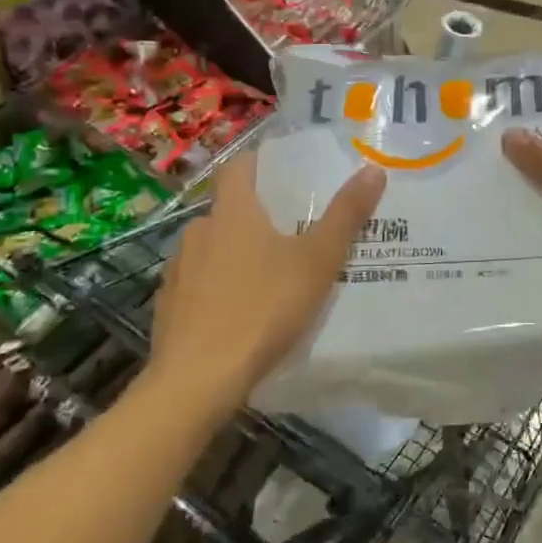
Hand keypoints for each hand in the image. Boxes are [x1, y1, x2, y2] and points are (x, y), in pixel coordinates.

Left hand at [148, 151, 384, 410]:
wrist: (196, 381)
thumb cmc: (262, 309)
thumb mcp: (317, 262)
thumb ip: (345, 216)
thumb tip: (373, 169)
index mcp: (232, 213)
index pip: (239, 166)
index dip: (261, 162)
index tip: (288, 170)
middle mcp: (198, 231)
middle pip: (230, 209)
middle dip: (259, 214)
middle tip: (296, 230)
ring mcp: (178, 270)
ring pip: (213, 247)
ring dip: (238, 252)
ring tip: (272, 274)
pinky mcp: (169, 306)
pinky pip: (199, 283)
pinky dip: (219, 286)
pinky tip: (241, 311)